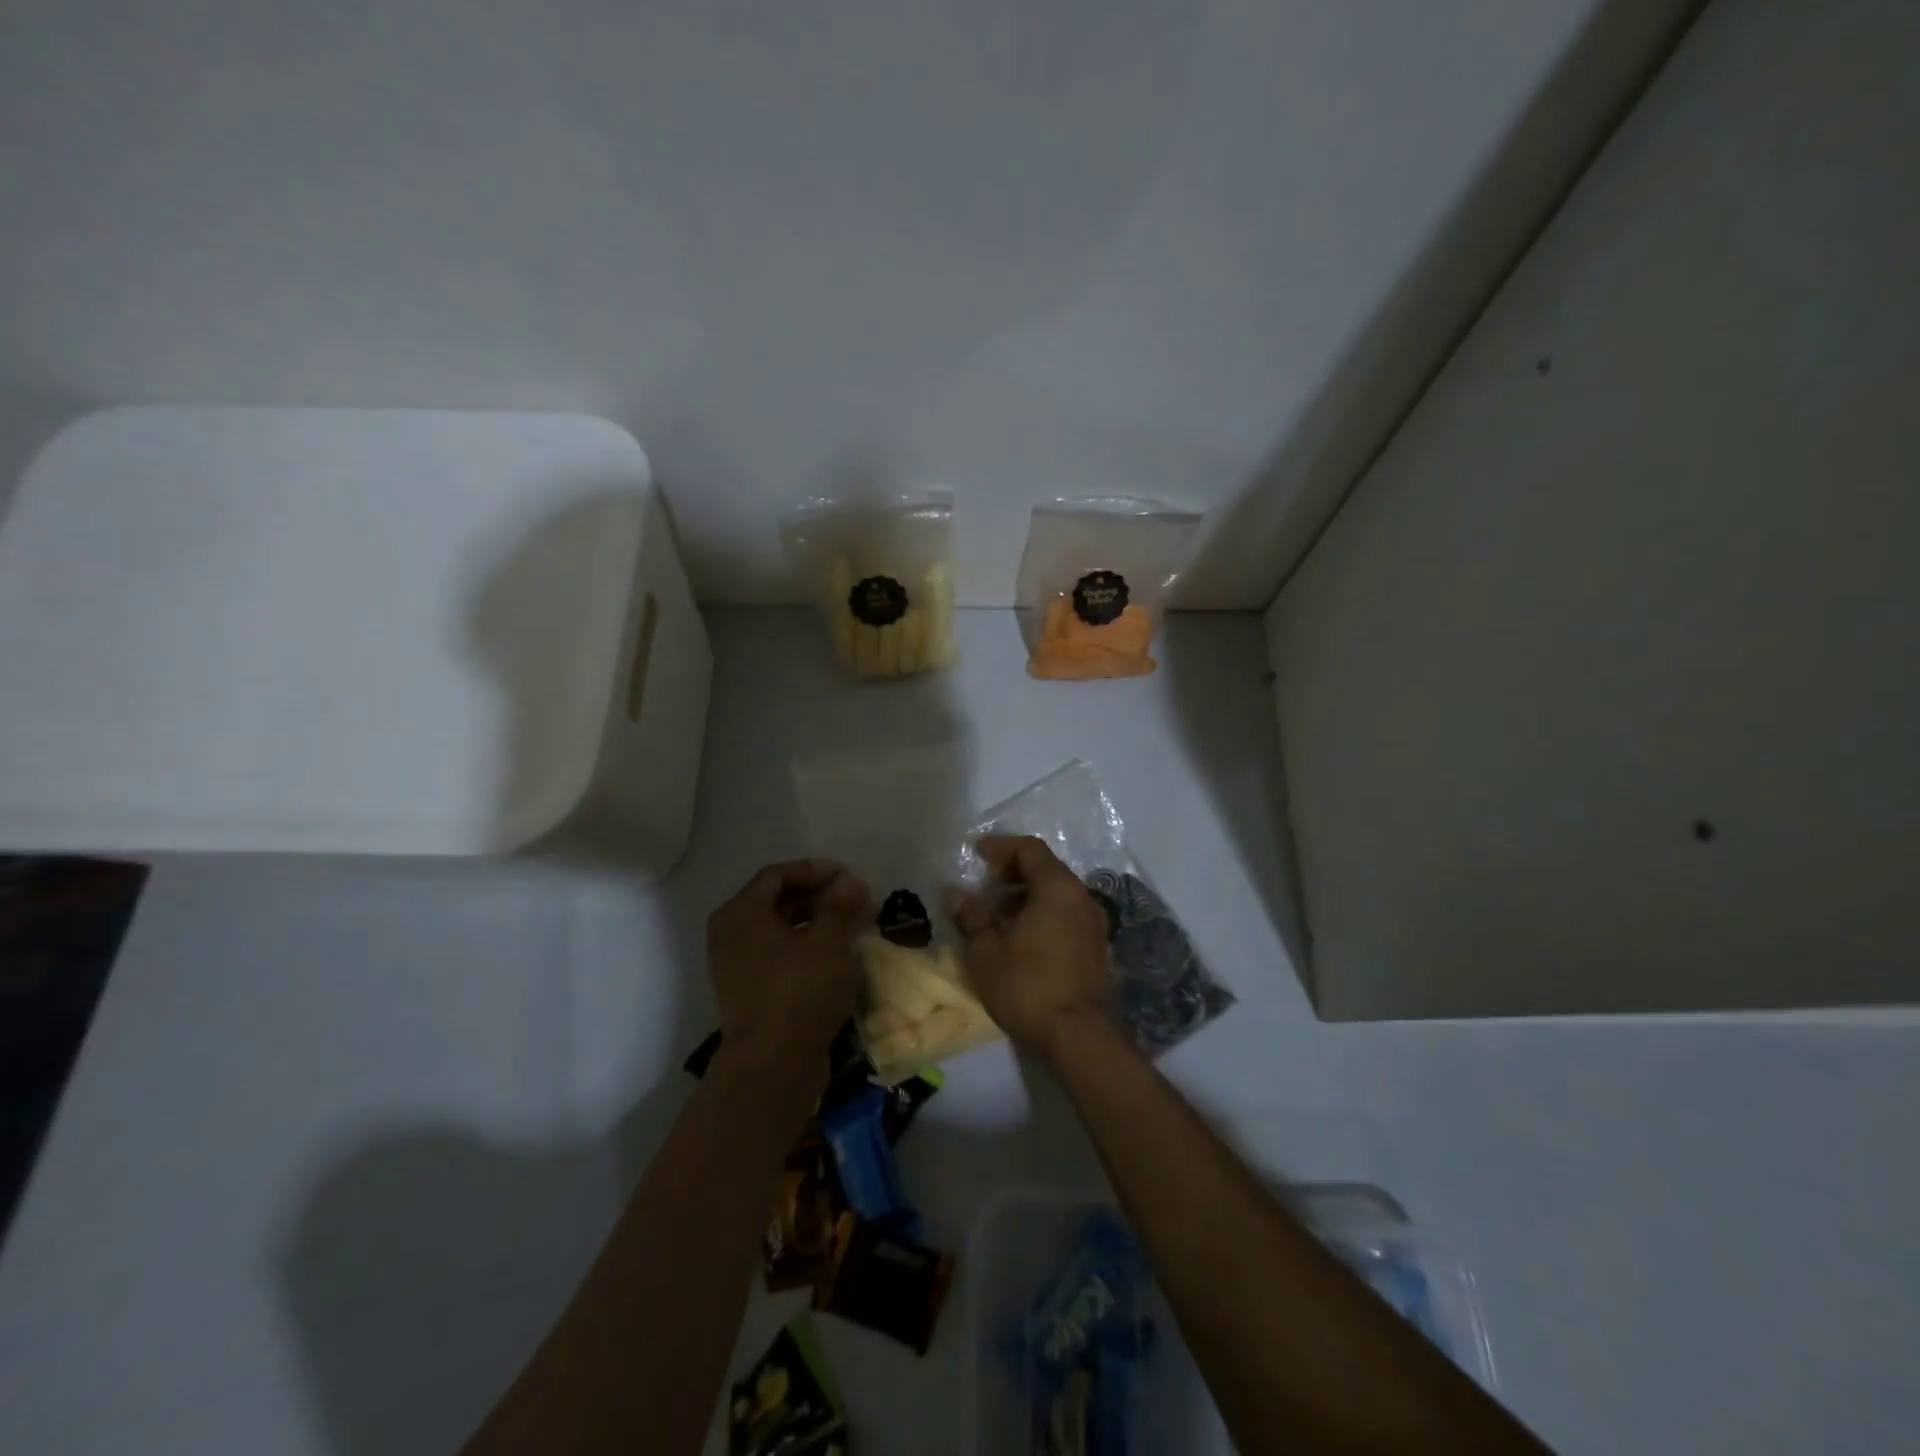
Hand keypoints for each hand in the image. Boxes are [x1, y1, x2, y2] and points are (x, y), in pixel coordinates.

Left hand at [707, 859, 871, 1080]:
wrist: (773, 1067)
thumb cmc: (799, 991)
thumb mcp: (828, 940)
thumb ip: (840, 904)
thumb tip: (849, 881)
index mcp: (741, 913)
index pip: (778, 875)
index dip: (816, 871)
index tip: (850, 877)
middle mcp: (732, 935)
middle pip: (779, 902)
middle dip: (822, 898)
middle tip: (858, 902)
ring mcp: (739, 967)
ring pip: (783, 931)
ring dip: (820, 924)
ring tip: (856, 928)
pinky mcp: (753, 994)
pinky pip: (782, 957)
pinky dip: (810, 950)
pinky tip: (841, 957)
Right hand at [946, 835, 1113, 1060]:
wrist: (1080, 1037)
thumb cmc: (1029, 986)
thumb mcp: (987, 952)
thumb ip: (971, 916)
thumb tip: (955, 892)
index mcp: (1058, 888)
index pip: (1030, 849)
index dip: (1002, 846)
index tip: (977, 854)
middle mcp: (1082, 898)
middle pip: (1047, 869)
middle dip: (1012, 871)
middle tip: (985, 884)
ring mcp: (1094, 923)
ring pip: (1057, 893)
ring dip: (1026, 895)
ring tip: (997, 914)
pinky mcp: (1096, 948)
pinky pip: (1066, 914)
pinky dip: (1042, 913)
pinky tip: (1019, 937)